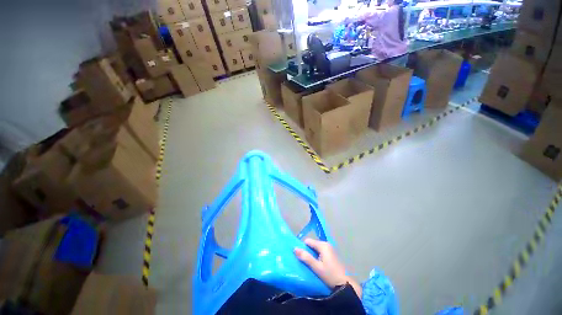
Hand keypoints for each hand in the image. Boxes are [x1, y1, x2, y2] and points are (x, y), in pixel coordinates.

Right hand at [294, 239, 361, 297]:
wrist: (346, 285)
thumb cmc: (330, 275)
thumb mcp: (316, 267)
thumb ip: (306, 257)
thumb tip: (295, 248)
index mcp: (323, 245)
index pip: (308, 241)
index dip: (303, 247)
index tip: (300, 256)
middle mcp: (327, 244)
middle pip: (313, 244)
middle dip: (308, 251)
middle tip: (305, 261)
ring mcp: (331, 249)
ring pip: (317, 248)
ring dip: (313, 255)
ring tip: (310, 264)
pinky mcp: (333, 255)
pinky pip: (321, 252)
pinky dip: (318, 256)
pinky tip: (318, 265)